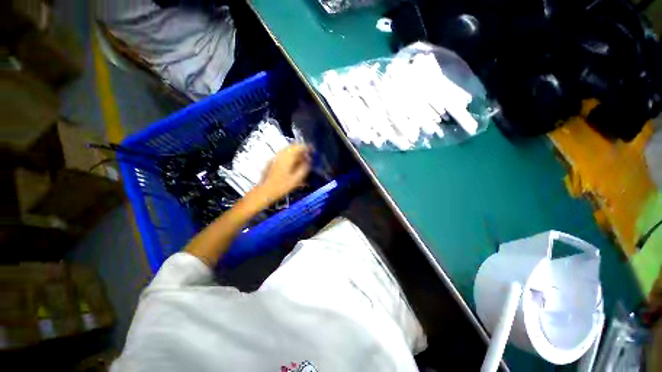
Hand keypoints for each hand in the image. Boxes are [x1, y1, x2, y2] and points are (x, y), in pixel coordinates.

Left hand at [258, 144, 310, 202]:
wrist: (265, 191)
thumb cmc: (282, 186)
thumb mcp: (296, 179)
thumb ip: (304, 168)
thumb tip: (309, 160)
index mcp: (288, 157)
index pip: (299, 147)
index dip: (307, 148)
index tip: (312, 151)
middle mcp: (281, 154)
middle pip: (293, 146)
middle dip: (301, 149)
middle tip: (307, 155)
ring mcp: (275, 156)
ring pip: (287, 149)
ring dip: (295, 152)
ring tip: (301, 159)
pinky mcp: (272, 160)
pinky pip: (283, 154)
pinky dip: (289, 155)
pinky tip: (292, 162)